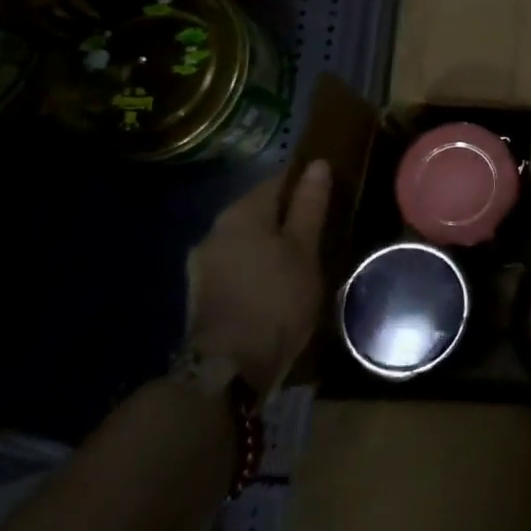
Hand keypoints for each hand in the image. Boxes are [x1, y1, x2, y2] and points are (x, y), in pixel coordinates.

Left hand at [189, 158, 332, 395]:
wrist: (230, 366)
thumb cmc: (277, 298)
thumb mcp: (305, 249)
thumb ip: (310, 205)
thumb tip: (317, 164)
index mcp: (241, 213)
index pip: (277, 181)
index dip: (304, 185)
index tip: (329, 198)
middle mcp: (215, 230)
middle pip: (259, 211)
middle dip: (287, 217)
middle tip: (321, 232)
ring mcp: (203, 263)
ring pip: (246, 240)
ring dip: (271, 244)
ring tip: (302, 260)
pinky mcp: (202, 293)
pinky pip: (236, 265)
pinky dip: (257, 267)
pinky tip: (276, 284)